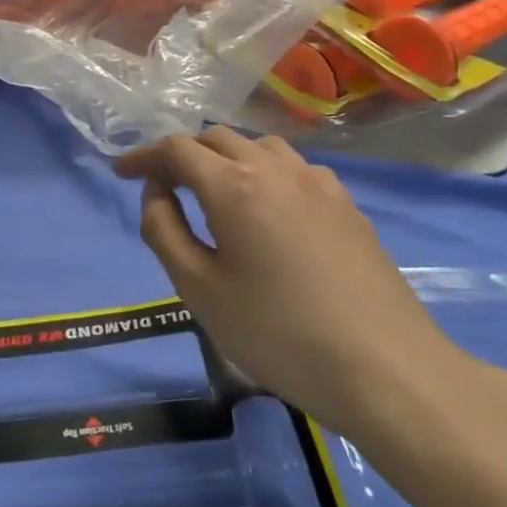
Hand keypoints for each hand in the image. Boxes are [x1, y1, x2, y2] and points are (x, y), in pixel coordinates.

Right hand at [115, 128, 488, 451]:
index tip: (121, 172)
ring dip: (226, 159)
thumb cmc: (278, 333)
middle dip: (182, 155)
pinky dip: (264, 173)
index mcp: (233, 185)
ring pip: (259, 147)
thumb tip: (156, 193)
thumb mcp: (199, 289)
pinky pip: (293, 168)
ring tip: (213, 192)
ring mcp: (318, 182)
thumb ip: (164, 231)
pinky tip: (269, 209)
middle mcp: (275, 168)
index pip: (176, 150)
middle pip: (217, 139)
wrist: (385, 367)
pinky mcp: (346, 204)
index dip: (143, 157)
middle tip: (162, 186)